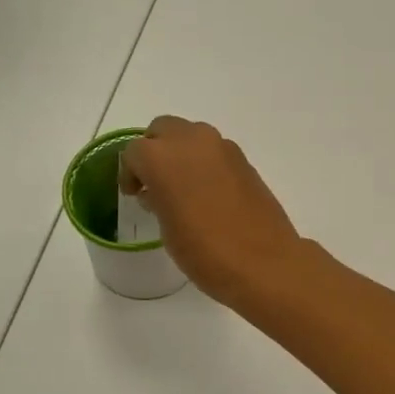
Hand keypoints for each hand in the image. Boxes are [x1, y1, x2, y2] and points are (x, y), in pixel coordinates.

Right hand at [122, 117, 304, 305]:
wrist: (264, 263)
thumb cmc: (205, 252)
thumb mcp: (168, 230)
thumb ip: (158, 200)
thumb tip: (157, 192)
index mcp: (162, 157)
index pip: (134, 152)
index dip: (130, 173)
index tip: (133, 193)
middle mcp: (192, 141)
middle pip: (163, 130)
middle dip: (155, 150)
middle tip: (154, 181)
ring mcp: (223, 148)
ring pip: (191, 136)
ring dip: (181, 153)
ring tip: (181, 187)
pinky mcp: (245, 161)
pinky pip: (215, 151)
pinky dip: (205, 162)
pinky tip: (208, 193)